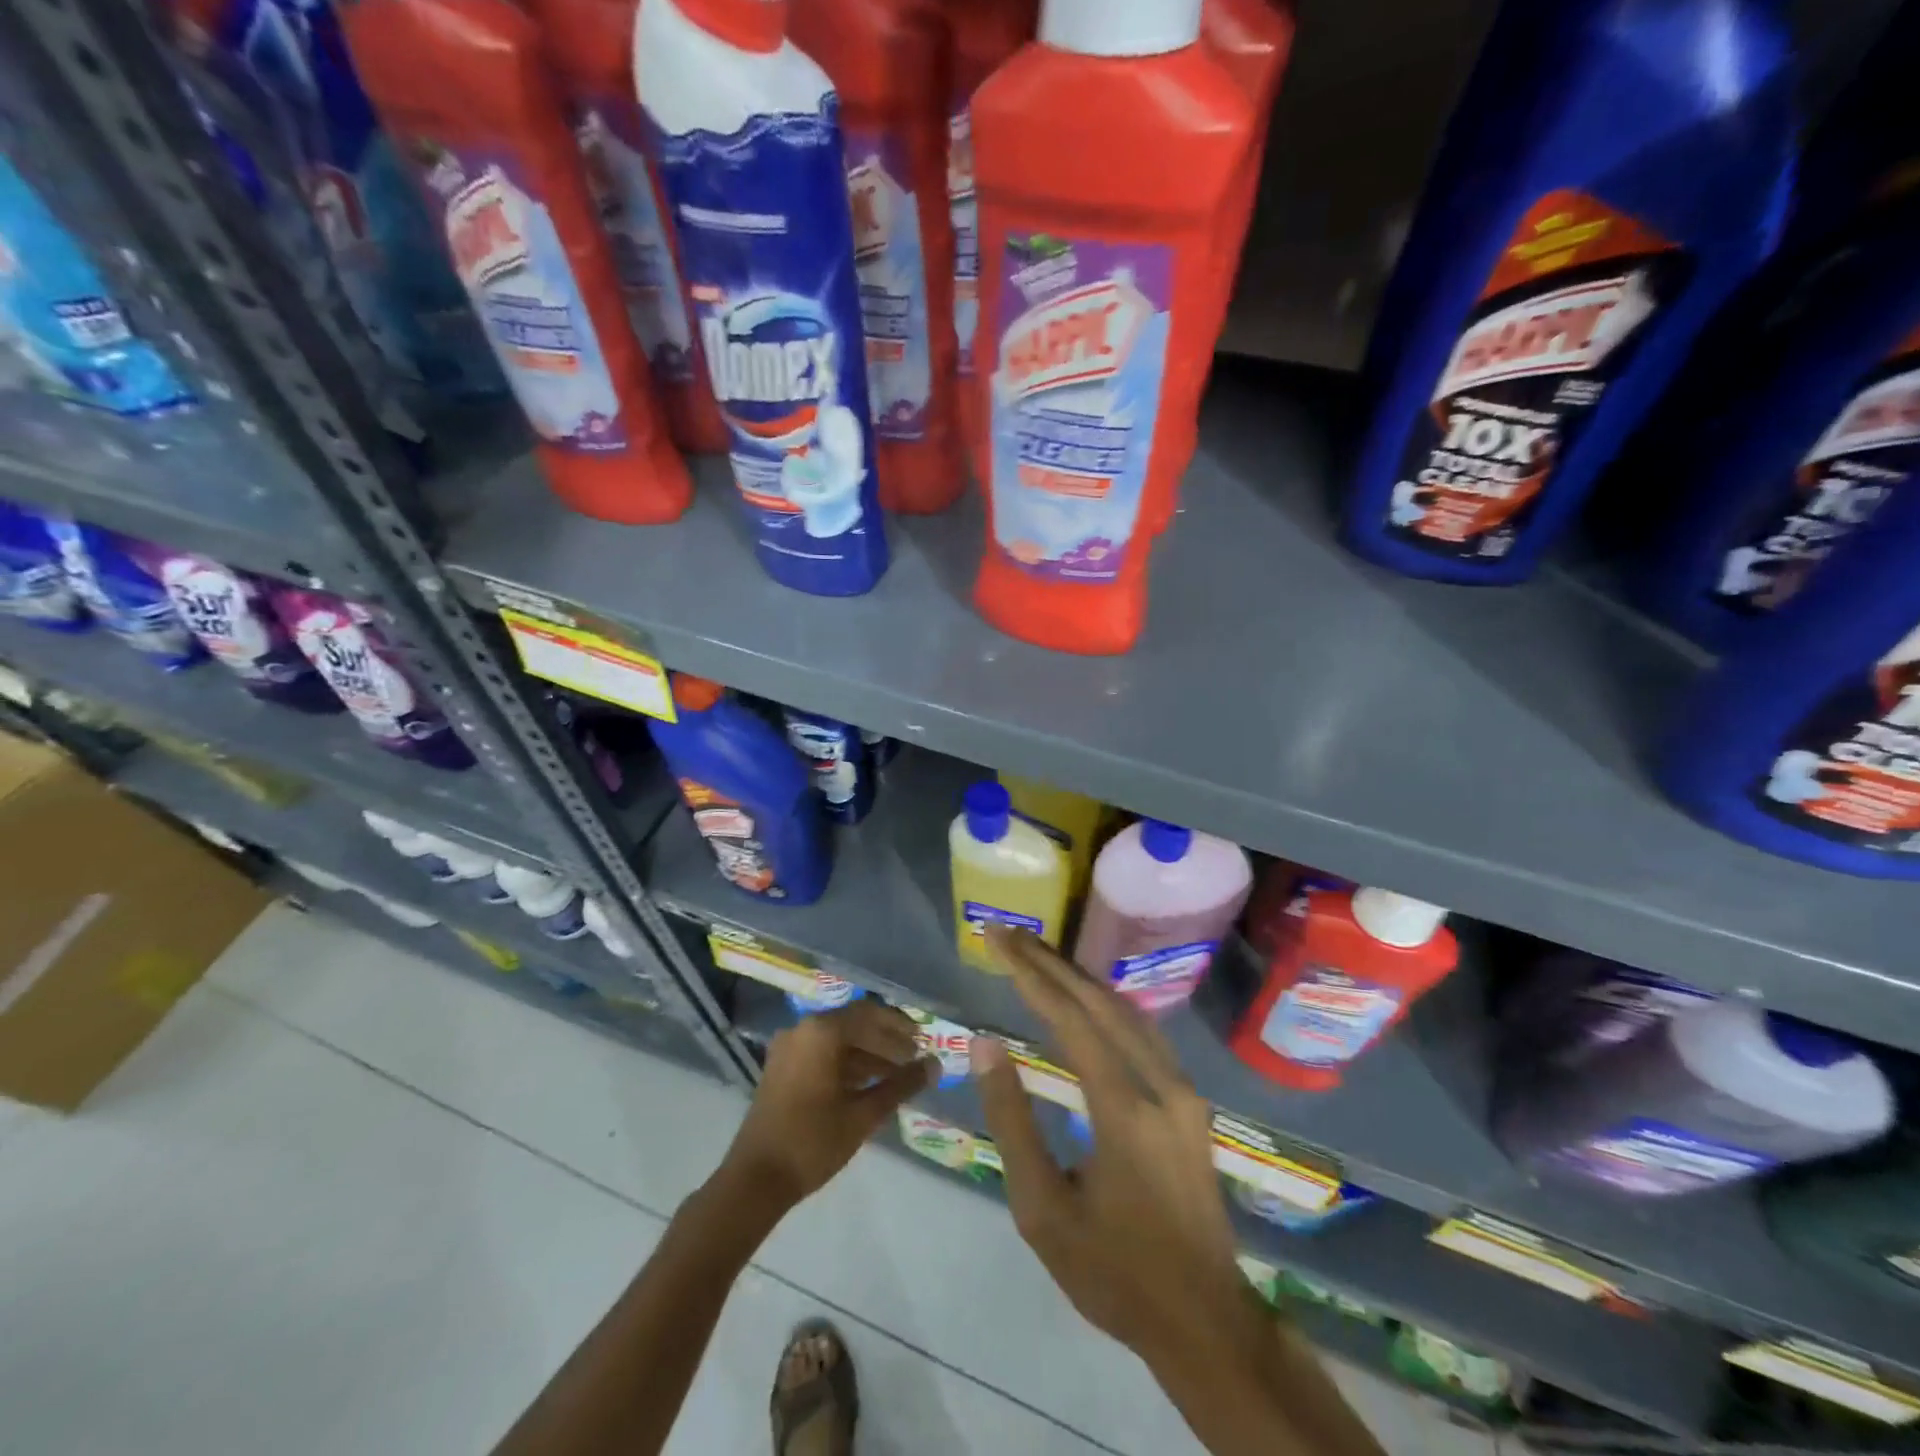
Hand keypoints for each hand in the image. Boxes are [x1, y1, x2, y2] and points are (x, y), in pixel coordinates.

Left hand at [722, 1001, 933, 1209]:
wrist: (755, 1180)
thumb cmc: (812, 1142)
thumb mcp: (863, 1115)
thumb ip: (901, 1085)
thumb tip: (935, 1066)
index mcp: (821, 1032)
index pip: (870, 1014)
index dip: (899, 1027)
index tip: (923, 1042)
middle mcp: (803, 1030)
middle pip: (854, 1024)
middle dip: (886, 1041)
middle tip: (914, 1059)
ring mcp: (789, 1048)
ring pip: (838, 1040)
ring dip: (868, 1054)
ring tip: (897, 1075)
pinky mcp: (782, 1068)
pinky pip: (821, 1053)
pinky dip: (846, 1063)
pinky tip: (868, 1084)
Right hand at [972, 927, 1258, 1365]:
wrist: (1204, 1320)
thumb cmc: (1113, 1271)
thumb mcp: (1042, 1210)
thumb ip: (1012, 1121)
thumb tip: (986, 1044)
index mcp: (1125, 1110)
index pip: (1071, 1019)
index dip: (1030, 974)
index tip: (997, 939)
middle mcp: (1162, 1084)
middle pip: (1100, 1002)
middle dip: (1050, 963)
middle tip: (1009, 934)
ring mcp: (1182, 1090)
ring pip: (1126, 1011)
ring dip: (1078, 978)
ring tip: (1036, 955)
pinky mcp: (1189, 1101)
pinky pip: (1141, 1032)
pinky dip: (1103, 1004)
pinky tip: (1081, 999)